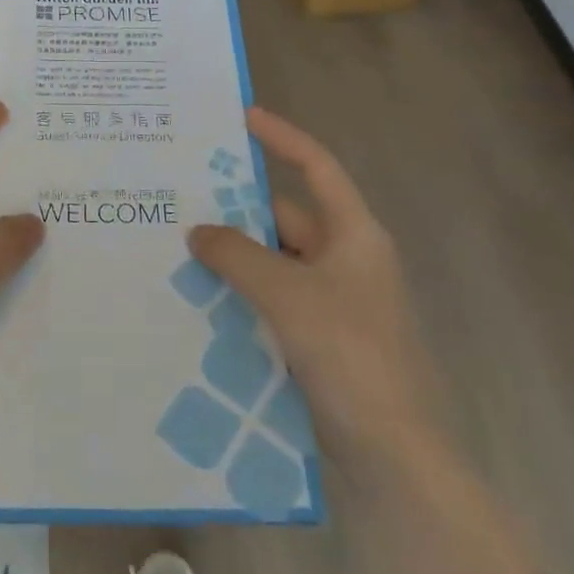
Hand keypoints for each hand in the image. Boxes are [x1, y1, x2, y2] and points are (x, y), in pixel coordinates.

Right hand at [187, 107, 433, 464]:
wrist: (396, 456)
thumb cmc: (349, 354)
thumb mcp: (287, 295)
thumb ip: (238, 255)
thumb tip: (198, 231)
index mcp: (354, 235)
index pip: (317, 167)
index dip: (282, 137)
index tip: (242, 117)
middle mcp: (346, 261)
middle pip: (287, 218)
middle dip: (238, 209)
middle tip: (182, 197)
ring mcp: (335, 303)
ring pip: (275, 264)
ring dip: (235, 258)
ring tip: (177, 247)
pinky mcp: (322, 341)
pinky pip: (274, 302)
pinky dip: (242, 296)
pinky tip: (199, 300)